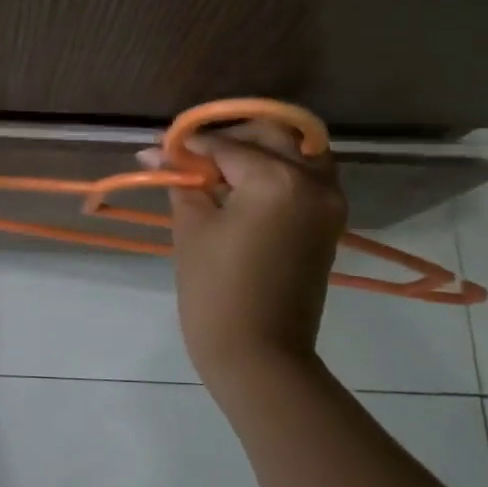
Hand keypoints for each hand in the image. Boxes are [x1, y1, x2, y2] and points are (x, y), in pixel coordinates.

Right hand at [142, 121, 348, 379]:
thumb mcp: (192, 228)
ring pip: (298, 150)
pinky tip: (245, 184)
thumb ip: (182, 181)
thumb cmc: (215, 290)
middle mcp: (313, 179)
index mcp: (277, 179)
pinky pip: (308, 176)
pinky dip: (280, 168)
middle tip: (192, 153)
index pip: (227, 146)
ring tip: (221, 166)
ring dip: (261, 148)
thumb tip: (157, 151)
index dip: (190, 146)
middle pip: (271, 134)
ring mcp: (329, 201)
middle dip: (229, 137)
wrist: (258, 352)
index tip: (159, 147)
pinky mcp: (330, 221)